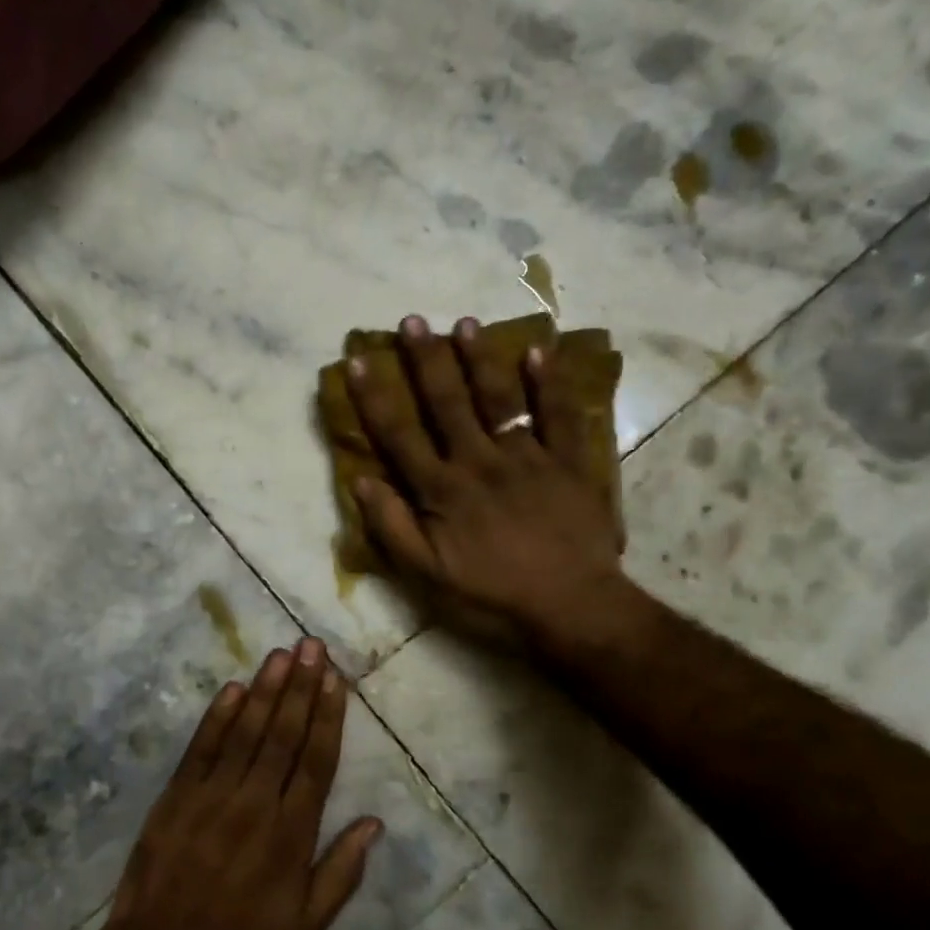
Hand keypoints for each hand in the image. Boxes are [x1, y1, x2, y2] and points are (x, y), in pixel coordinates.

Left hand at [100, 639, 382, 929]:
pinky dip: (217, 717)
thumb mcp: (305, 927)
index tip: (336, 680)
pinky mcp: (177, 795)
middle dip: (300, 687)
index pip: (316, 762)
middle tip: (312, 646)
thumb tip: (374, 823)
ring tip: (282, 653)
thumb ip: (342, 873)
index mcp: (290, 834)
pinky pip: (202, 748)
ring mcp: (212, 795)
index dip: (327, 717)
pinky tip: (233, 688)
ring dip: (265, 690)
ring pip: (246, 732)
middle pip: (283, 735)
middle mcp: (255, 804)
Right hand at [346, 315, 624, 646]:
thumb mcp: (428, 576)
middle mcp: (480, 462)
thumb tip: (361, 481)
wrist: (571, 608)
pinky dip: (549, 383)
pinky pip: (559, 416)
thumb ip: (393, 528)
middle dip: (427, 360)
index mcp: (442, 490)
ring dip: (480, 359)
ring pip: (499, 399)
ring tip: (465, 323)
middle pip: (447, 403)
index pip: (399, 435)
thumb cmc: (492, 596)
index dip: (375, 398)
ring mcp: (527, 458)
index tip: (358, 361)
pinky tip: (538, 350)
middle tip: (413, 321)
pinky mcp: (569, 463)